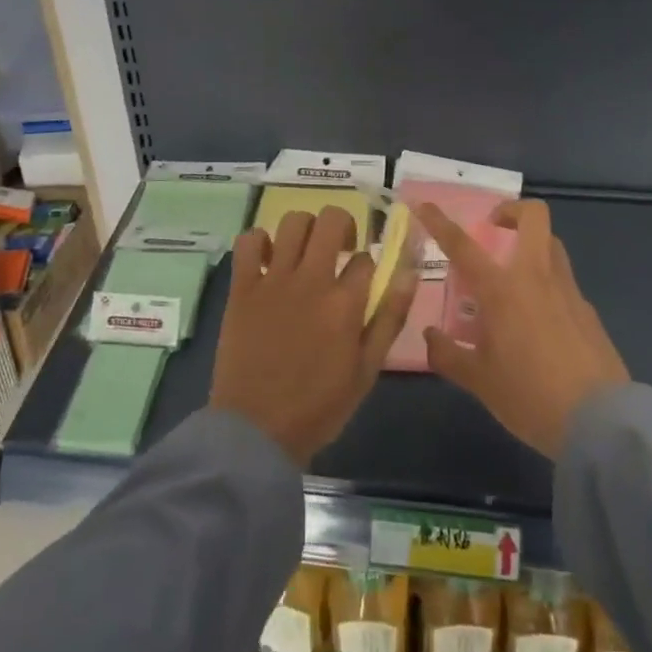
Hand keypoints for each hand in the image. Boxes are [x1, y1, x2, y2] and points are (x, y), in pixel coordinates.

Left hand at [210, 205, 418, 467]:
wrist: (256, 431)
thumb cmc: (318, 407)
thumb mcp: (366, 370)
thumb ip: (389, 317)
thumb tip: (409, 272)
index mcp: (345, 303)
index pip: (366, 258)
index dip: (367, 265)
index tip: (361, 280)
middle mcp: (311, 280)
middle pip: (331, 219)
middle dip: (343, 225)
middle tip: (339, 248)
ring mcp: (273, 280)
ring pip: (292, 221)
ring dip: (305, 229)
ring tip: (305, 252)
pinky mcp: (242, 286)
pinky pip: (248, 241)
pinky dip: (259, 241)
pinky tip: (268, 259)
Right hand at [418, 199, 629, 458]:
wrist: (601, 423)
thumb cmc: (530, 396)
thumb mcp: (479, 382)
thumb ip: (449, 355)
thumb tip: (430, 336)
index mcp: (501, 289)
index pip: (462, 245)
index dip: (440, 222)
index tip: (425, 205)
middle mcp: (535, 277)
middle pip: (533, 217)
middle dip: (512, 211)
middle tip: (494, 228)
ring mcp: (568, 291)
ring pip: (552, 244)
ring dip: (532, 244)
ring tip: (514, 274)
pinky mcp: (589, 311)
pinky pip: (564, 282)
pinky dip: (548, 285)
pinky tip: (540, 320)